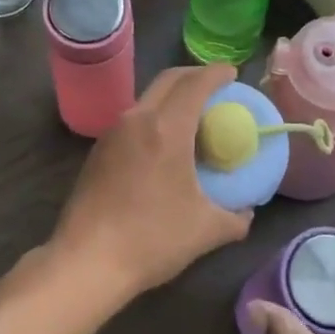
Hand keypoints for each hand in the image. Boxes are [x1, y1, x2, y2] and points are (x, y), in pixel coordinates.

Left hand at [50, 65, 250, 305]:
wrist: (86, 261)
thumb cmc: (151, 239)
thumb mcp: (205, 231)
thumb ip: (235, 218)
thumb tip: (247, 212)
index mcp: (166, 128)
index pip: (196, 84)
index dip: (217, 73)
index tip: (233, 72)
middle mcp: (137, 119)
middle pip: (169, 80)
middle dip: (194, 75)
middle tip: (216, 86)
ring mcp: (113, 133)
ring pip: (148, 97)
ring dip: (172, 96)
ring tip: (193, 115)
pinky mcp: (98, 150)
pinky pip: (133, 119)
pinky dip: (155, 116)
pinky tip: (164, 143)